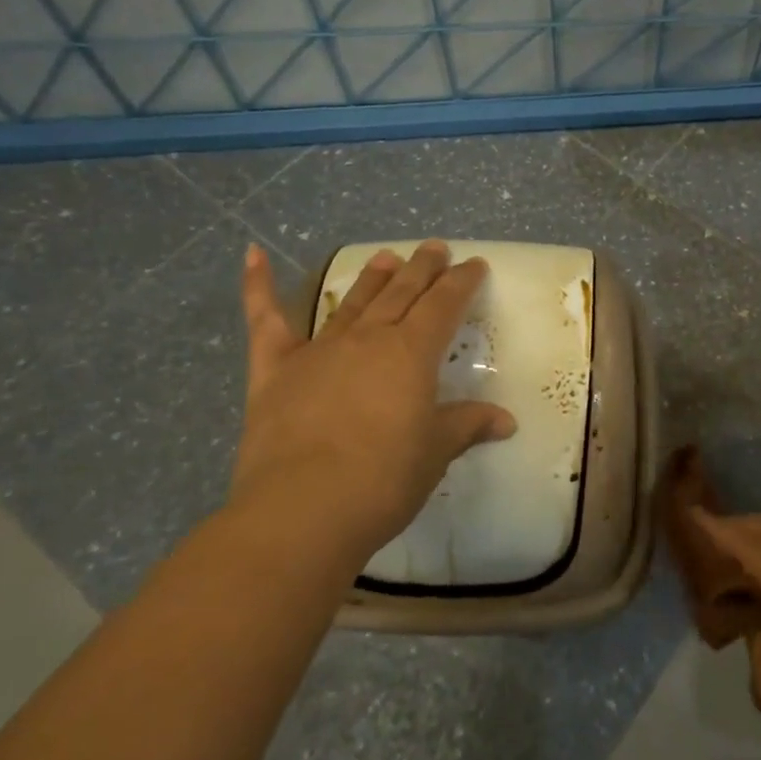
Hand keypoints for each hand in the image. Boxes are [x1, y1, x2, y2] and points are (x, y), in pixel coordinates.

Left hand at [233, 240, 516, 565]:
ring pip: (352, 302)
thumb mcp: (435, 452)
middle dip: (422, 268)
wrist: (302, 510)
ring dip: (372, 277)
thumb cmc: (381, 480)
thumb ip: (467, 426)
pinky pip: (265, 320)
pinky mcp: (275, 370)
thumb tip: (506, 420)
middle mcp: (367, 339)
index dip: (462, 283)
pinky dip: (258, 286)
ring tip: (386, 256)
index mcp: (411, 353)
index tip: (474, 265)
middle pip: (401, 293)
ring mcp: (318, 350)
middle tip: (435, 249)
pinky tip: (254, 255)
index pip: (444, 305)